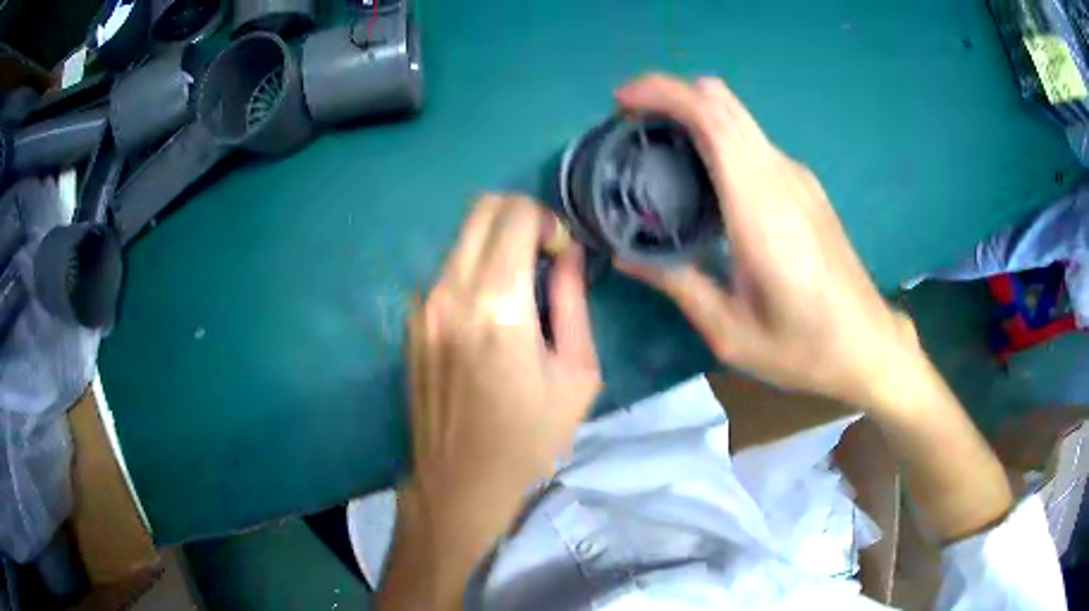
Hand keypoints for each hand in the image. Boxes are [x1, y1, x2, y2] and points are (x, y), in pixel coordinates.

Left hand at [388, 194, 600, 607]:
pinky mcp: (411, 321)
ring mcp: (422, 305)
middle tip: (543, 255)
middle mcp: (450, 292)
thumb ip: (573, 302)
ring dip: (496, 244)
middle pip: (481, 209)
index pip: (516, 215)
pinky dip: (473, 269)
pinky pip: (446, 270)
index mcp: (496, 304)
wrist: (459, 481)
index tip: (561, 255)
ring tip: (520, 287)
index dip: (548, 221)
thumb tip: (568, 255)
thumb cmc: (528, 437)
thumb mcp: (576, 374)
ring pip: (461, 237)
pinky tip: (489, 314)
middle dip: (519, 216)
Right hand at [614, 74, 920, 409]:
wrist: (866, 344)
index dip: (663, 94)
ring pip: (738, 117)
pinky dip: (716, 137)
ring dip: (693, 115)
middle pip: (723, 102)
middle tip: (631, 126)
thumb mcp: (729, 332)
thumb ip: (677, 284)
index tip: (621, 101)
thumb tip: (624, 254)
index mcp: (760, 209)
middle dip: (671, 96)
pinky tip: (701, 177)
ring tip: (657, 151)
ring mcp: (797, 177)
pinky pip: (751, 141)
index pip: (712, 119)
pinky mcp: (804, 186)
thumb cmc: (801, 347)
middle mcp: (781, 177)